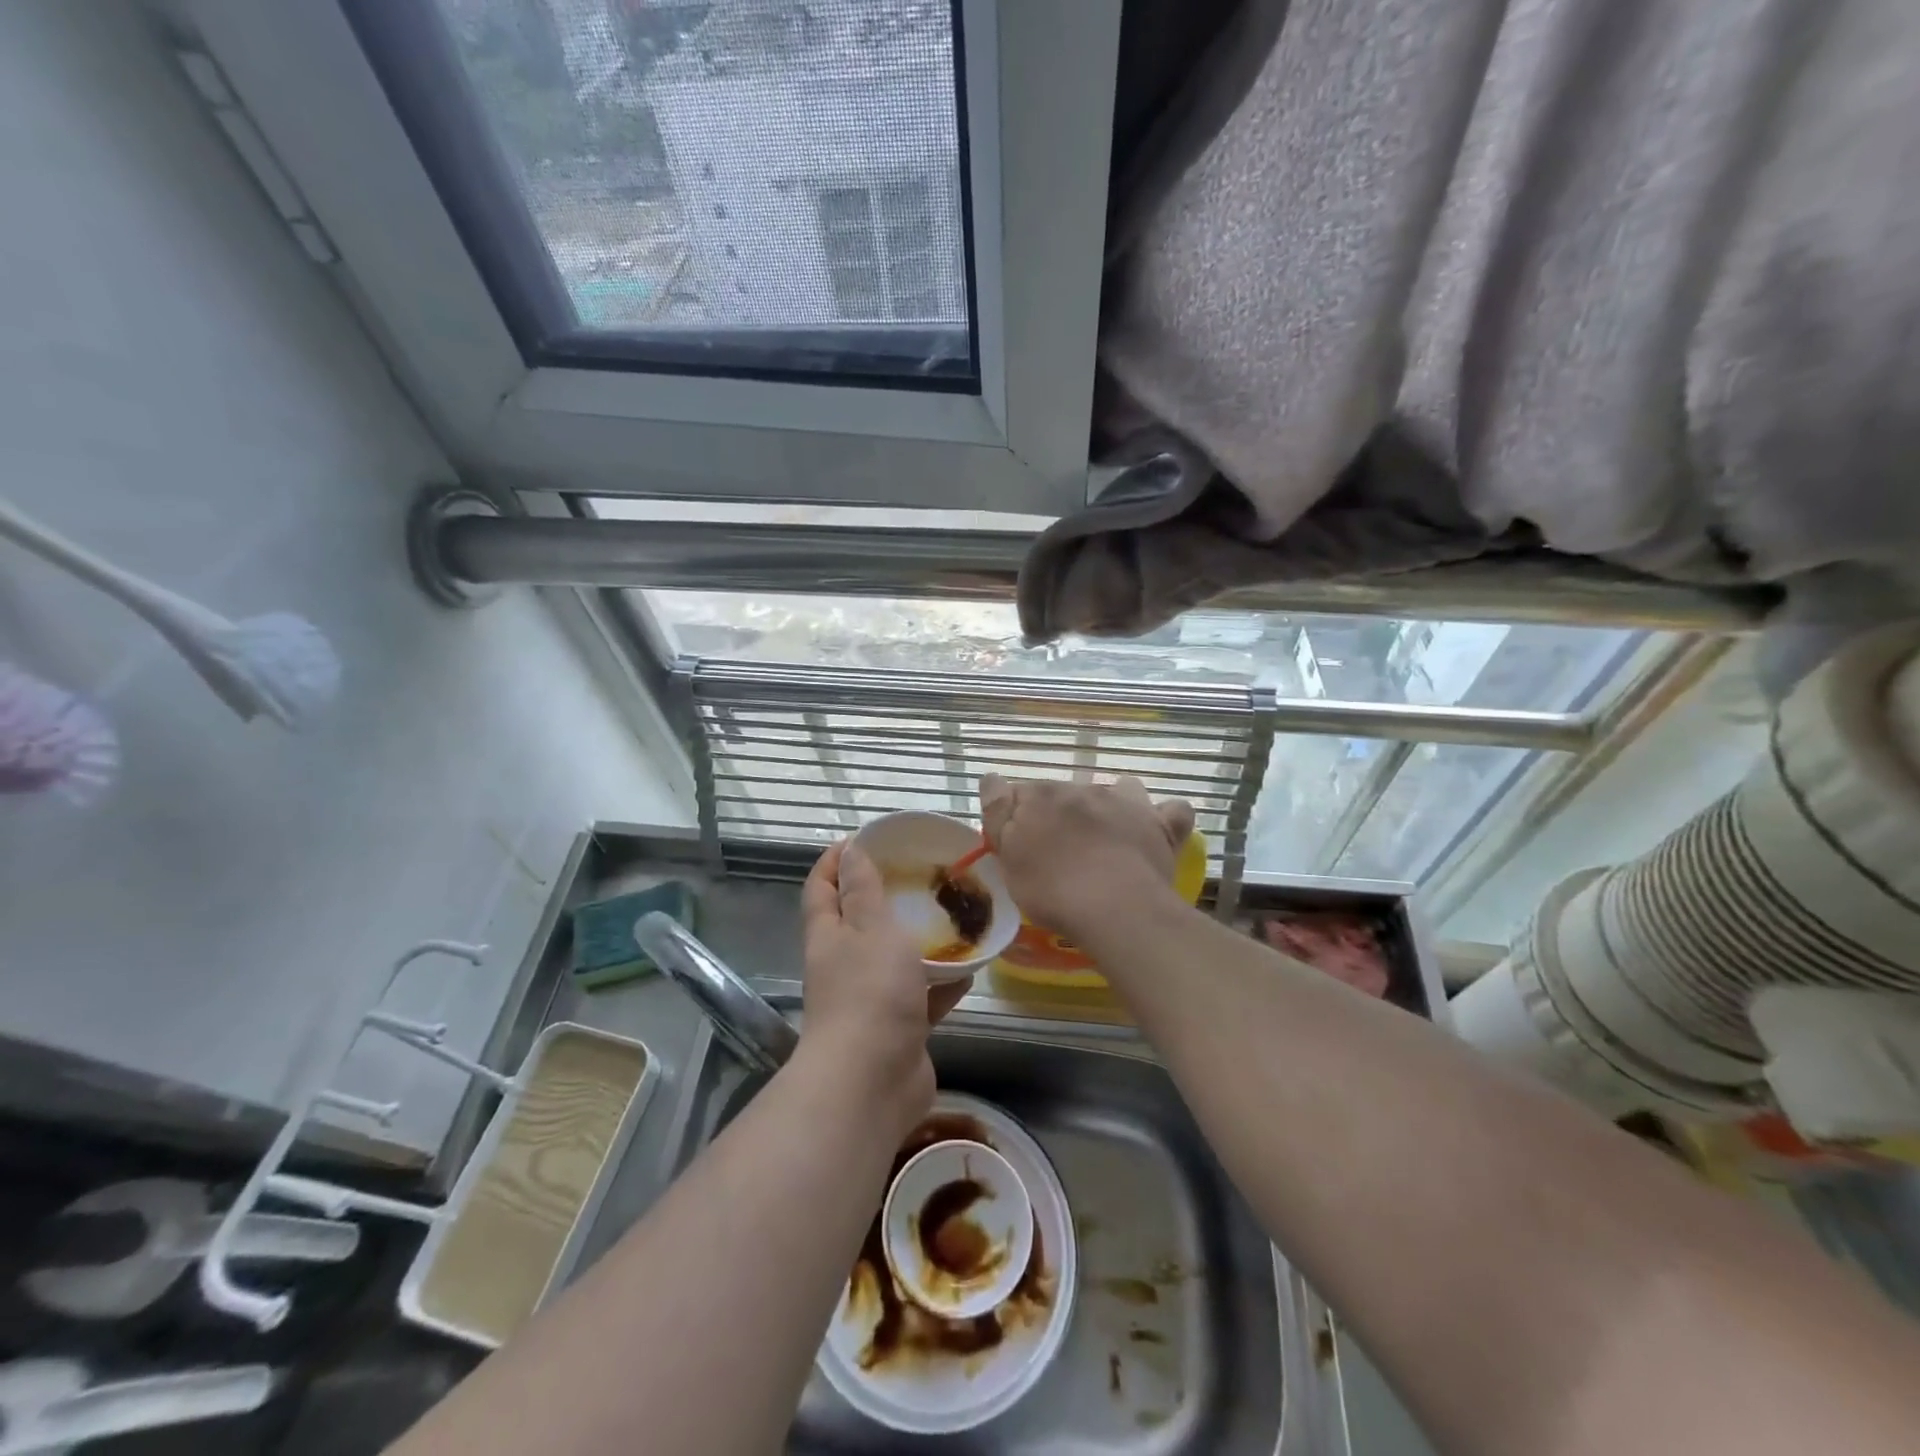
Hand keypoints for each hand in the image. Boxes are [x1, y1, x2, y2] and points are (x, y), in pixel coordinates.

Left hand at [798, 840, 970, 1128]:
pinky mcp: (899, 1028)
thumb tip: (851, 850)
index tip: (861, 838)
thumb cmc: (870, 992)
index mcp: (829, 936)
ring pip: (894, 959)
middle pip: (857, 922)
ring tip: (951, 915)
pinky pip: (922, 996)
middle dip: (881, 896)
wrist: (873, 1081)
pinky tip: (971, 968)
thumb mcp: (871, 928)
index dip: (834, 860)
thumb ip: (864, 890)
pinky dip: (942, 983)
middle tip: (919, 873)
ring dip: (917, 940)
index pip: (822, 887)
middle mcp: (844, 965)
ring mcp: (871, 999)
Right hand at [980, 774, 1193, 942]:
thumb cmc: (1051, 889)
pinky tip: (1158, 830)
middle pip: (1067, 795)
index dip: (1017, 817)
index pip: (1021, 794)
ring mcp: (1126, 803)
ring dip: (1111, 805)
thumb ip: (998, 814)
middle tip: (1060, 854)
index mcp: (1042, 796)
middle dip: (1062, 815)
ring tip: (1108, 837)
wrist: (1114, 907)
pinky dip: (1165, 817)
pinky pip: (1172, 811)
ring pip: (1119, 790)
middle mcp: (1083, 789)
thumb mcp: (1009, 858)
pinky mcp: (1160, 825)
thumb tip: (992, 779)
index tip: (1018, 844)